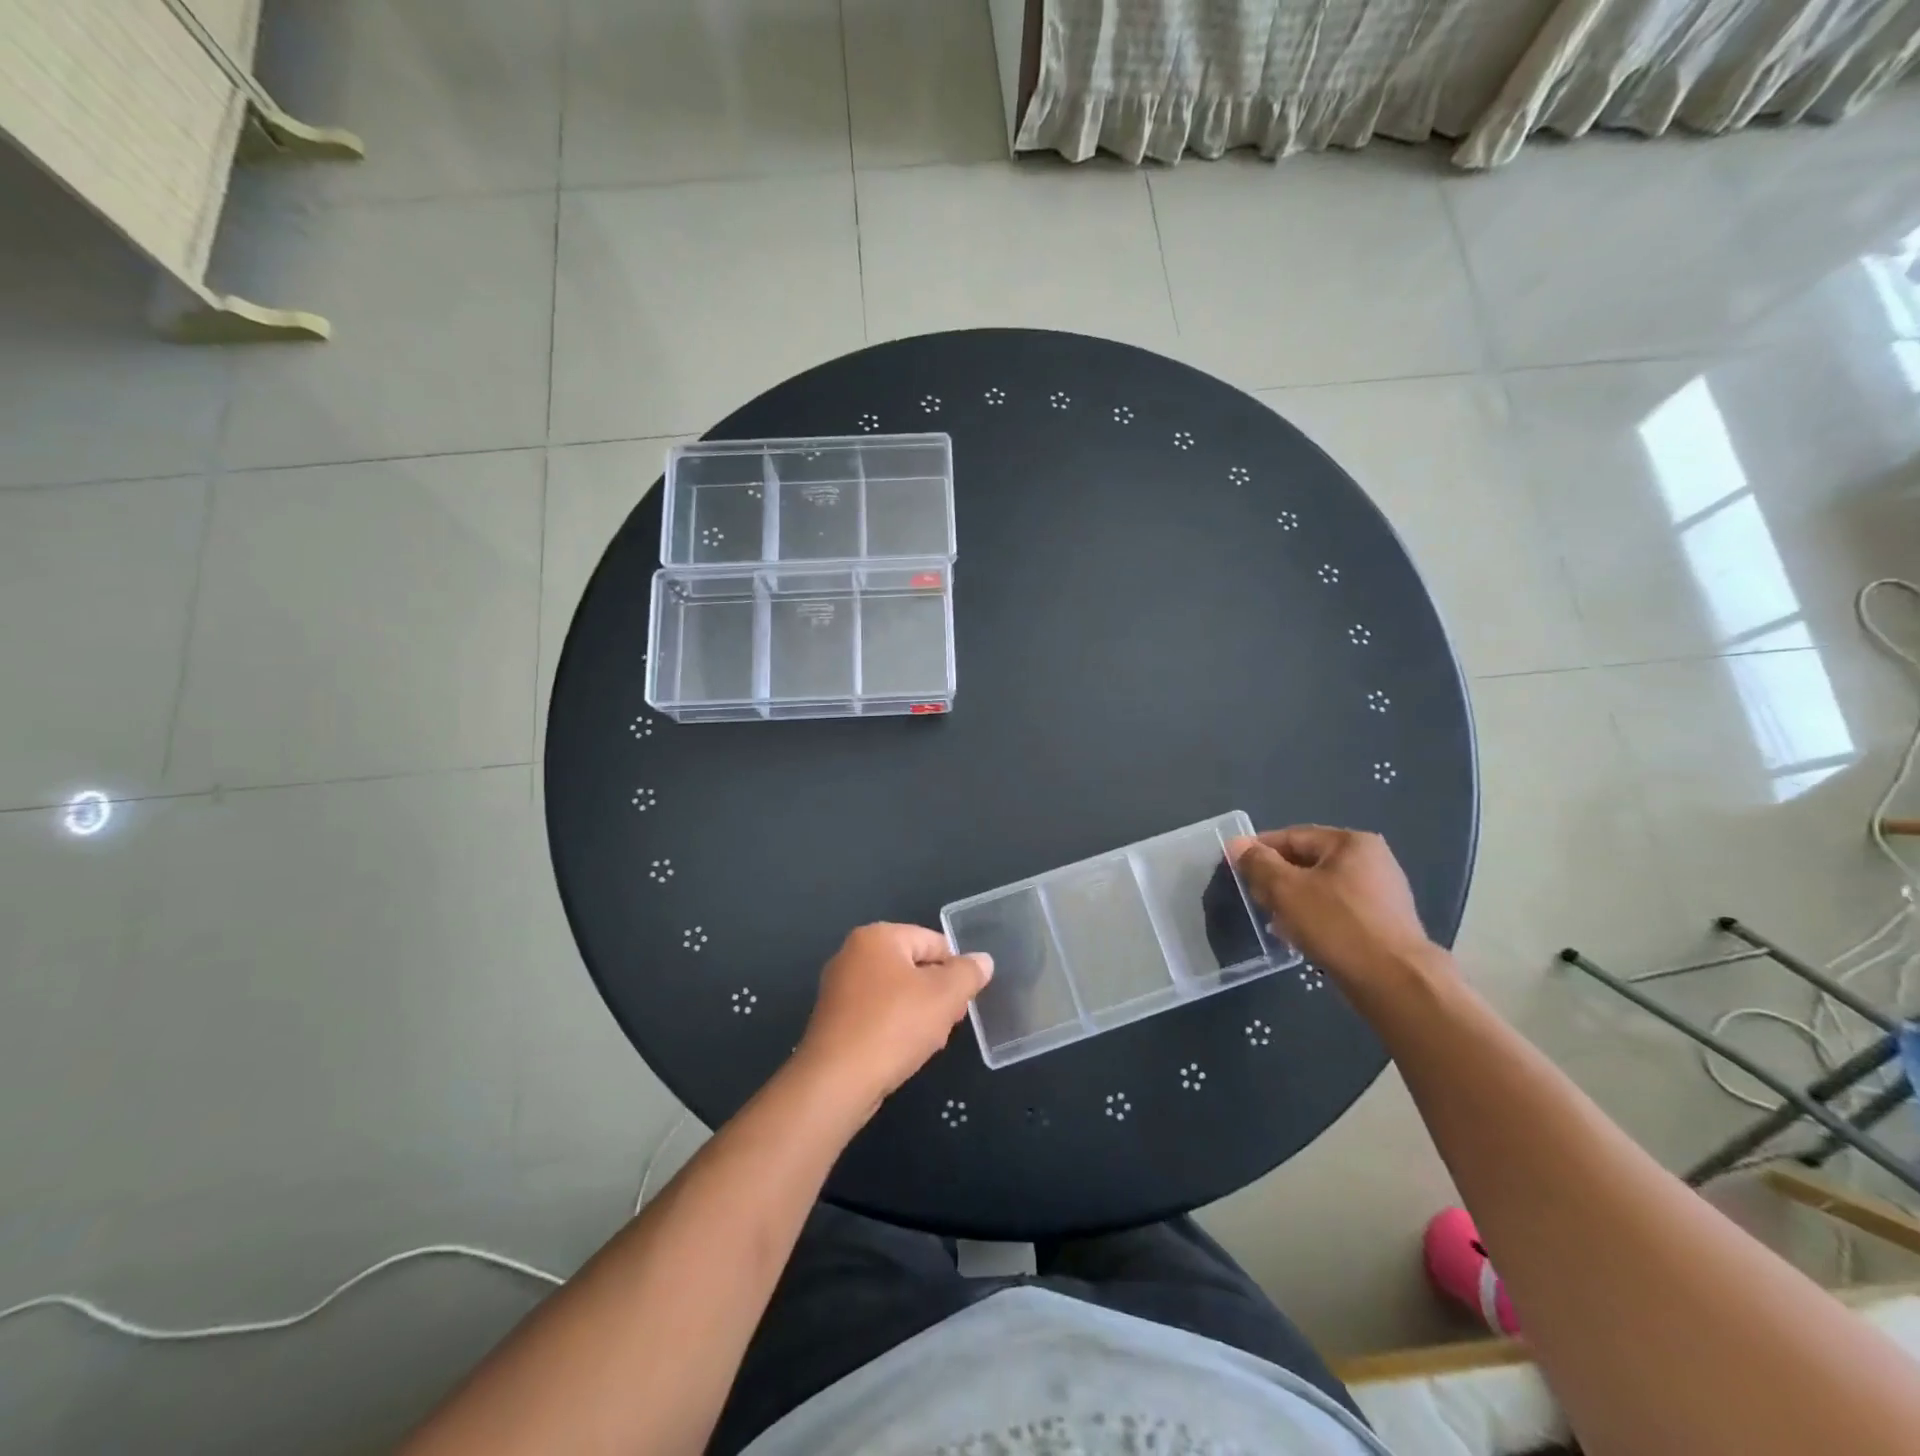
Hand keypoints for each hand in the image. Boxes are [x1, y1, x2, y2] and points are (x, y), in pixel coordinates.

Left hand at [794, 923, 992, 1116]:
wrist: (836, 1081)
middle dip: (938, 994)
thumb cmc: (894, 1026)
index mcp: (877, 937)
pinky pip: (876, 1014)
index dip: (956, 969)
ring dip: (920, 1014)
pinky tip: (905, 1052)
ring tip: (930, 1042)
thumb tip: (982, 960)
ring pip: (896, 993)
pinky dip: (895, 1028)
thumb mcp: (944, 996)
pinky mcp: (834, 1020)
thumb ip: (968, 973)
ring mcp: (839, 987)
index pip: (932, 941)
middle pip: (913, 966)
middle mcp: (853, 954)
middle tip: (951, 1022)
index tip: (965, 999)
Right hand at [1227, 826, 1438, 989]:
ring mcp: (1381, 894)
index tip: (1235, 866)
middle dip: (1276, 879)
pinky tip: (1298, 936)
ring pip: (1321, 889)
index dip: (1259, 849)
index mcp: (1351, 843)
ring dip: (1293, 901)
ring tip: (1273, 920)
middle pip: (1307, 862)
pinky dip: (1314, 918)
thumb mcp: (1286, 889)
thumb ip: (1258, 863)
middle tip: (1254, 898)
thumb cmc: (1337, 925)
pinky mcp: (1383, 924)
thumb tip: (1237, 843)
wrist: (1395, 982)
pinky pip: (1337, 911)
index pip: (1292, 836)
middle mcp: (1372, 861)